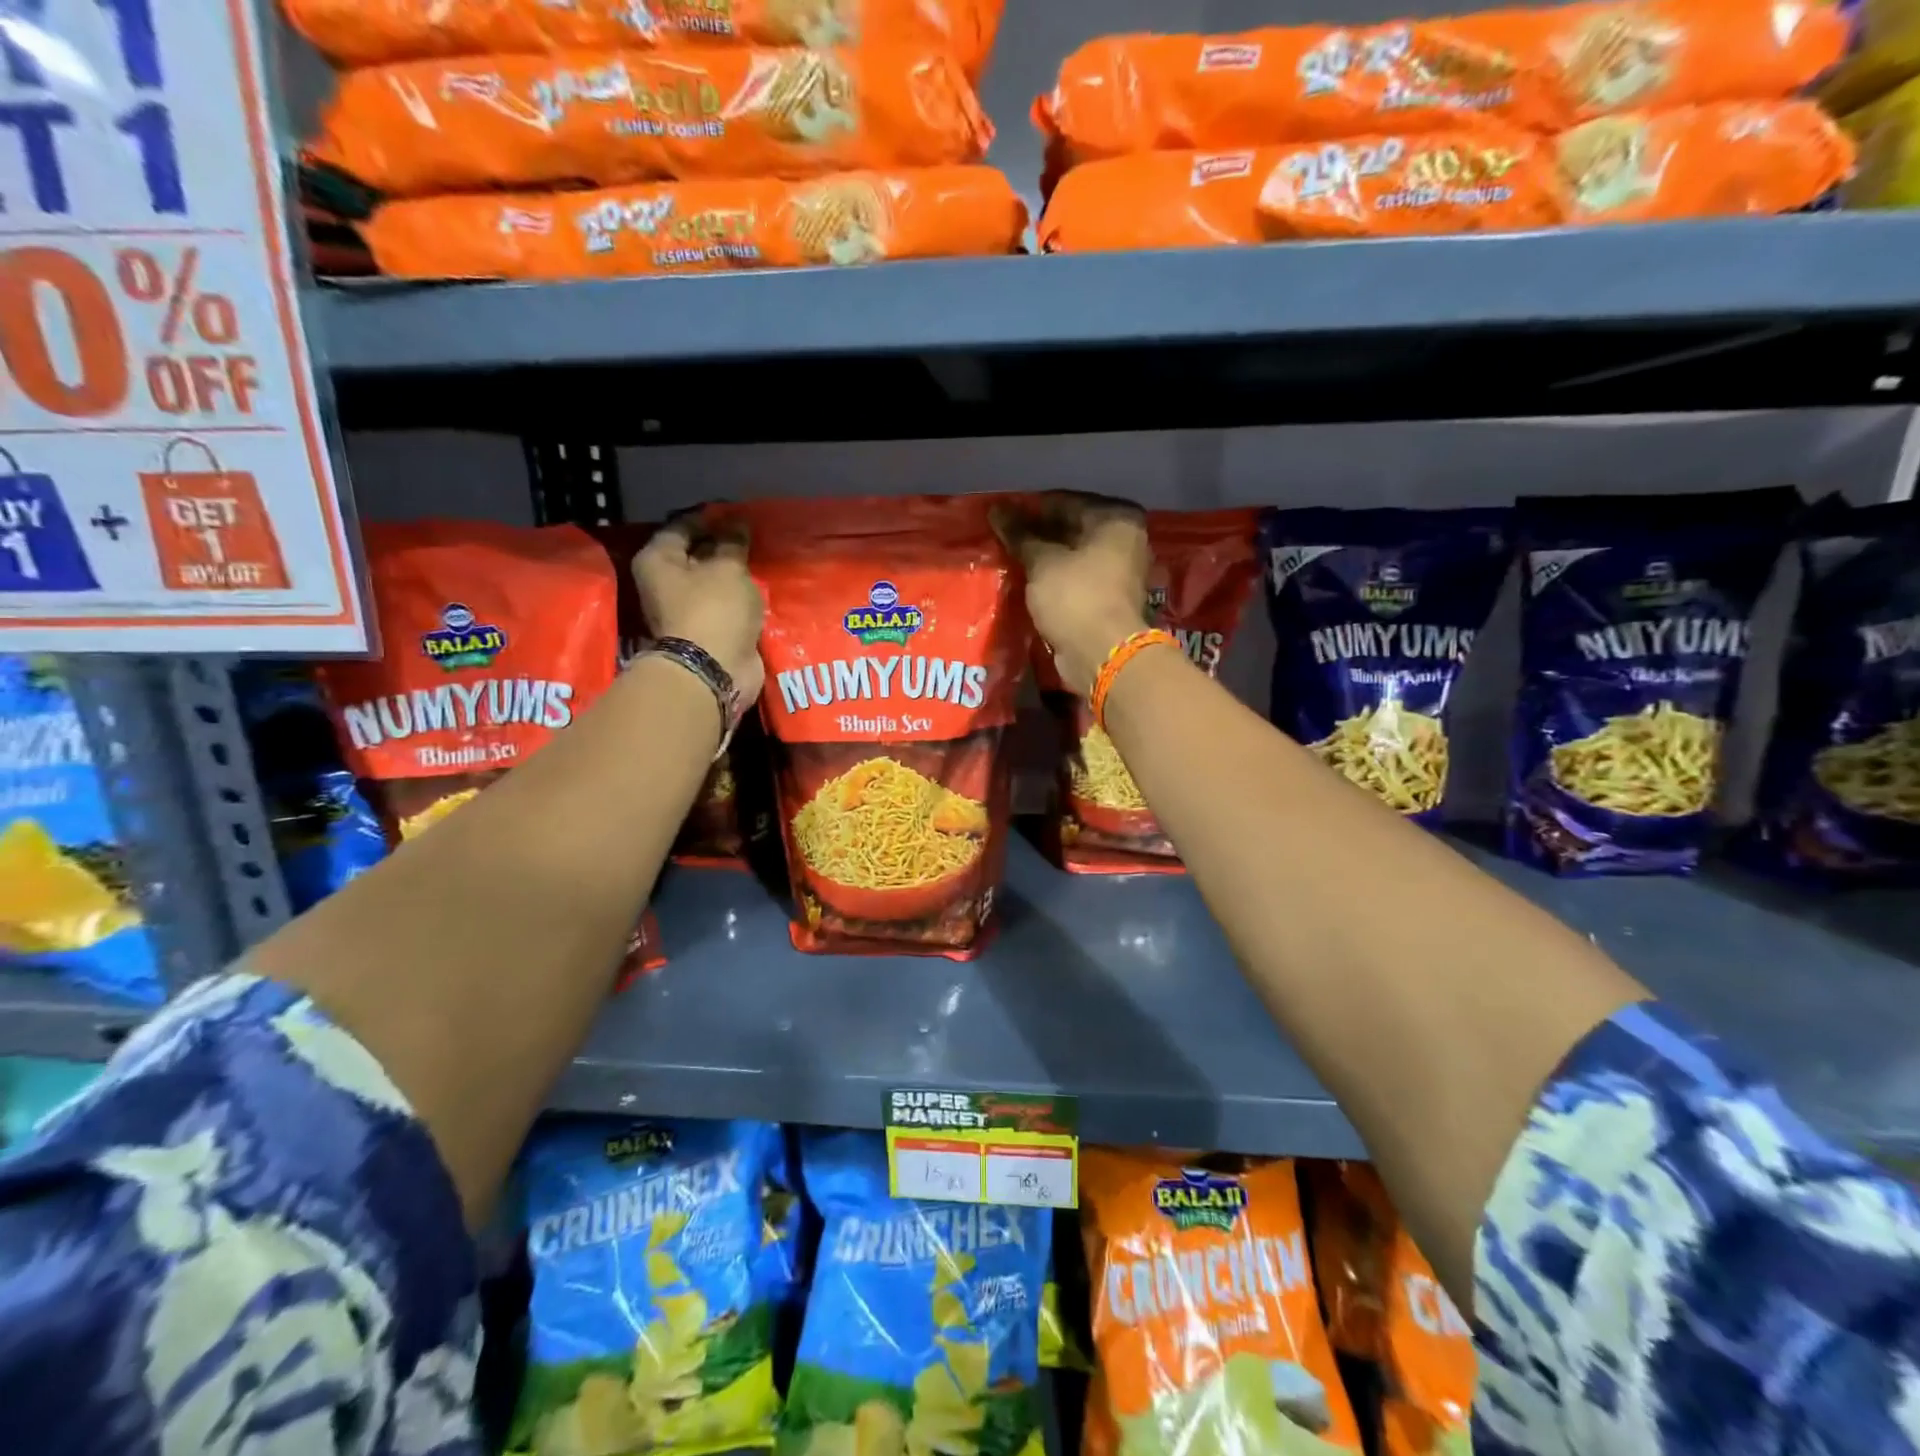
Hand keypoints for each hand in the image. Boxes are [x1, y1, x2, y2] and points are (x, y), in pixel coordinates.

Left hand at [633, 513, 765, 702]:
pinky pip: (724, 605)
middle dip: (722, 546)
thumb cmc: (714, 609)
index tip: (738, 514)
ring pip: (711, 582)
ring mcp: (685, 610)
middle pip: (695, 554)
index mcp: (658, 560)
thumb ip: (733, 543)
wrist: (714, 670)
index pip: (682, 526)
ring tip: (759, 561)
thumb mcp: (728, 567)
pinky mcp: (706, 630)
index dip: (710, 518)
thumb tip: (737, 524)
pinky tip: (759, 589)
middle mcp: (665, 583)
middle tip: (753, 538)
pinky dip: (739, 598)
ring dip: (733, 574)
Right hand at [993, 493, 1150, 694]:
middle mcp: (1124, 540)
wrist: (1103, 654)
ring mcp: (1119, 571)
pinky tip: (1027, 579)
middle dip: (1038, 533)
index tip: (1001, 515)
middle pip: (1072, 528)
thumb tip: (996, 510)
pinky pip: (1075, 578)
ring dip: (1044, 557)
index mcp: (1117, 519)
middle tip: (1002, 536)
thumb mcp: (1042, 562)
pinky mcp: (1108, 598)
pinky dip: (1054, 578)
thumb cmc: (1075, 597)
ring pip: (1073, 555)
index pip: (1065, 501)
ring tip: (1010, 556)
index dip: (1030, 508)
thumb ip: (1019, 535)